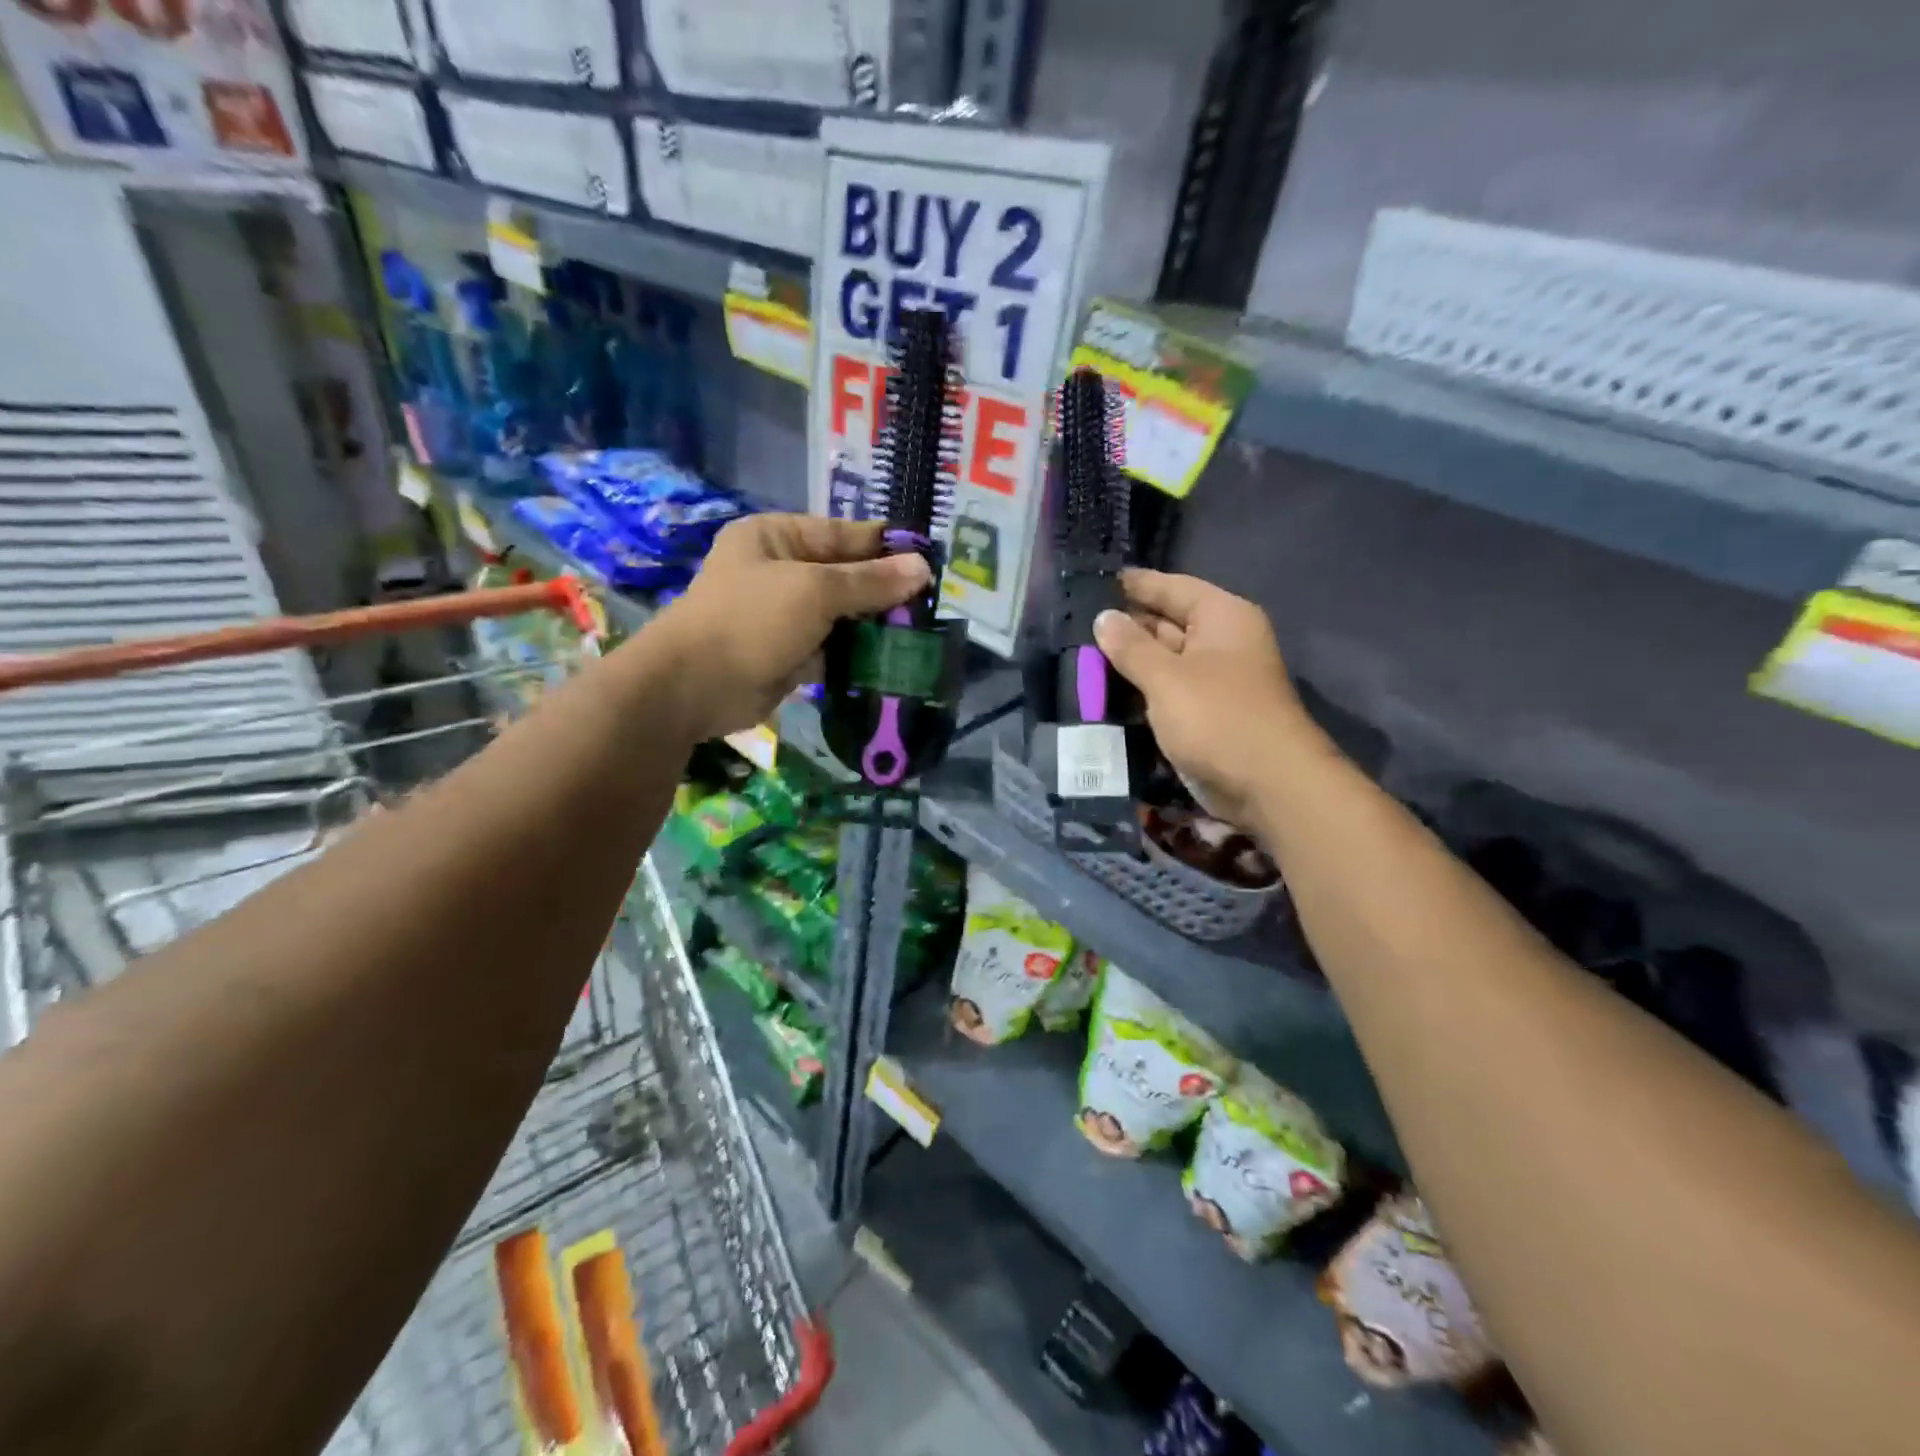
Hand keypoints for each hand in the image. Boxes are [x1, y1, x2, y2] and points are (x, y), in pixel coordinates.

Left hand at [654, 514, 929, 738]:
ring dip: (874, 626)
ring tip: (920, 634)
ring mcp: (783, 614)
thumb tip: (923, 567)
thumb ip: (870, 582)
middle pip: (844, 575)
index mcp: (776, 536)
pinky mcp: (788, 653)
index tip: (930, 560)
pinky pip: (831, 648)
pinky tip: (891, 660)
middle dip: (884, 591)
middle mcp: (779, 570)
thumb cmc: (751, 620)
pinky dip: (856, 655)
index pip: (843, 533)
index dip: (885, 546)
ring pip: (841, 614)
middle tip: (931, 605)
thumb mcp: (815, 591)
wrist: (694, 687)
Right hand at [1093, 570, 1319, 829]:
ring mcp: (1212, 679)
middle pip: (1165, 623)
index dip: (1133, 584)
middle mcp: (1220, 642)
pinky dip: (1138, 690)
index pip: (1171, 587)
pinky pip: (1165, 691)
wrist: (1267, 786)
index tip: (1091, 581)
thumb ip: (1131, 646)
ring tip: (1076, 655)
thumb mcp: (1167, 678)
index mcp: (1222, 617)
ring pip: (1162, 660)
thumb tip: (1103, 617)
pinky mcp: (1203, 713)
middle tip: (1072, 624)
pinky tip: (1101, 690)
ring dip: (1126, 662)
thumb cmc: (1218, 718)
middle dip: (1123, 626)